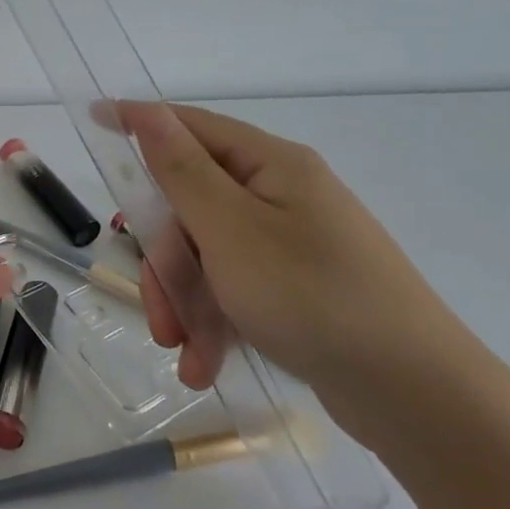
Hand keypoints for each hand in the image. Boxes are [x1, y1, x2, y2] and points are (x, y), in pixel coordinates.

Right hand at [120, 102, 470, 416]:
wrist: (416, 396)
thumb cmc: (313, 297)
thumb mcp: (230, 230)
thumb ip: (181, 171)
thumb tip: (148, 112)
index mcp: (271, 167)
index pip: (191, 127)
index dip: (140, 123)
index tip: (93, 118)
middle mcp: (280, 197)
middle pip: (190, 208)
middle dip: (166, 263)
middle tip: (160, 314)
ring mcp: (289, 244)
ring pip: (205, 256)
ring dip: (185, 303)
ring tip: (185, 354)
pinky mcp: (295, 288)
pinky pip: (233, 290)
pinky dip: (213, 324)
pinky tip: (203, 365)